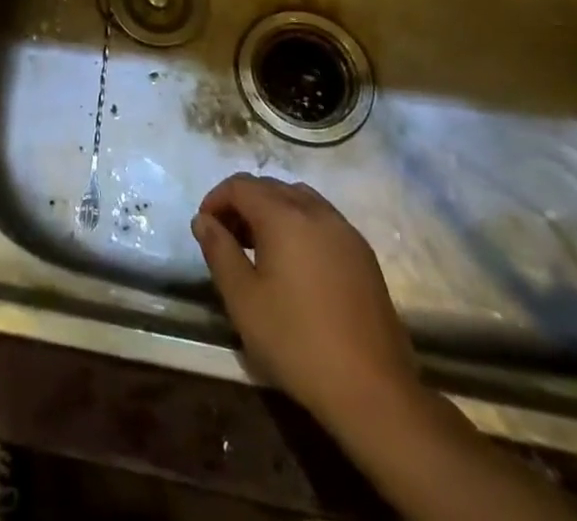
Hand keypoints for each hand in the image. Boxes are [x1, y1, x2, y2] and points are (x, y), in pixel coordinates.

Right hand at [192, 175, 419, 431]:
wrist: (373, 392)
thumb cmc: (297, 342)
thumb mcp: (243, 299)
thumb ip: (219, 251)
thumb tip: (203, 220)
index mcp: (284, 215)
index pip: (240, 185)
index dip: (216, 200)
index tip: (205, 228)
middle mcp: (316, 211)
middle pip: (270, 187)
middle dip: (242, 204)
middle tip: (227, 238)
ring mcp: (345, 231)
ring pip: (299, 199)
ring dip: (273, 210)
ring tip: (260, 248)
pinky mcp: (364, 255)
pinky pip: (323, 219)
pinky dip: (300, 224)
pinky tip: (296, 263)